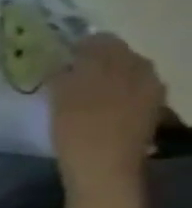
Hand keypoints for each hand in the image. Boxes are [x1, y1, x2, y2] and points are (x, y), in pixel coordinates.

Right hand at [50, 35, 163, 183]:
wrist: (105, 165)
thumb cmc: (77, 129)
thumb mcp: (62, 96)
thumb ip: (66, 72)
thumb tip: (64, 59)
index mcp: (120, 66)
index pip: (102, 42)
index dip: (79, 45)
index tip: (58, 53)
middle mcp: (142, 74)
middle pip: (118, 56)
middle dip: (94, 59)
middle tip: (66, 68)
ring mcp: (149, 93)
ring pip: (126, 72)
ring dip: (103, 74)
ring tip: (79, 85)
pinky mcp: (147, 110)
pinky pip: (130, 89)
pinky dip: (112, 89)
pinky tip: (95, 101)